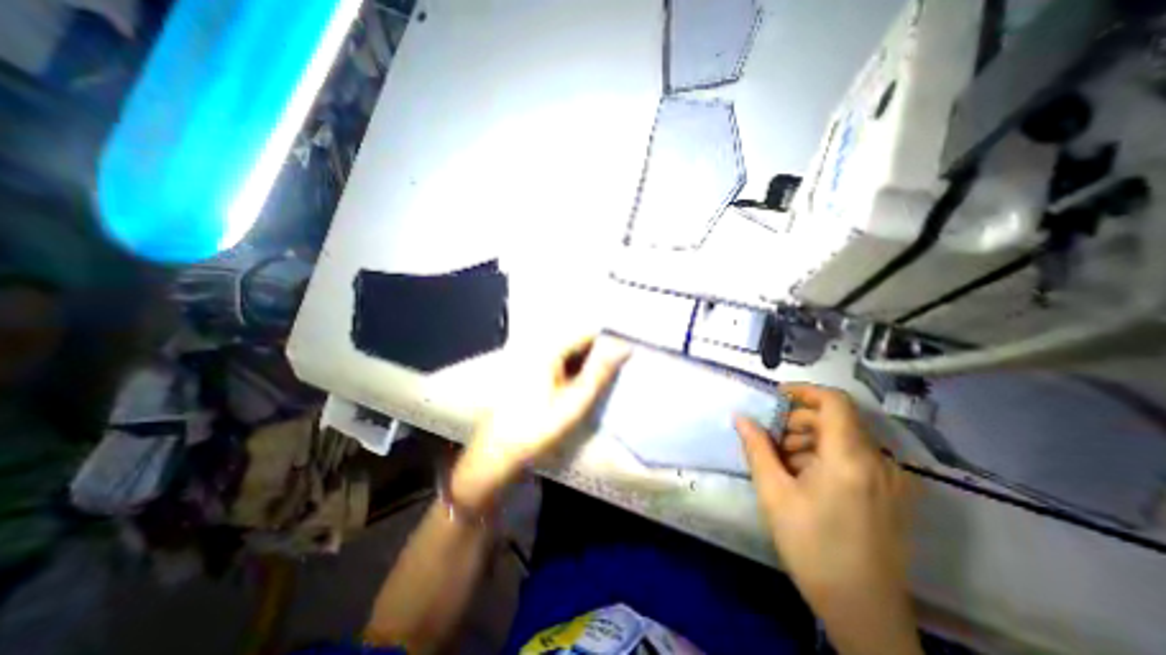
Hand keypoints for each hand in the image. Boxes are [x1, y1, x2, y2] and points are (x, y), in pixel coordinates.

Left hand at [449, 335, 628, 512]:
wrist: (497, 453)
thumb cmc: (536, 429)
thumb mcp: (574, 403)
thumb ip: (599, 373)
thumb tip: (623, 347)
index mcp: (547, 349)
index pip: (587, 331)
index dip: (609, 339)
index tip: (628, 351)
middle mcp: (538, 347)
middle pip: (578, 340)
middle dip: (600, 350)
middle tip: (621, 366)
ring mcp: (533, 358)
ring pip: (571, 351)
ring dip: (589, 360)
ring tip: (607, 375)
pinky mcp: (532, 370)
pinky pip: (560, 361)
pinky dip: (576, 369)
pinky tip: (585, 383)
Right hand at [738, 384, 919, 654]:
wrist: (863, 611)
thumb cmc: (812, 547)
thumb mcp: (774, 493)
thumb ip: (756, 448)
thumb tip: (740, 417)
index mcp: (852, 459)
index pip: (834, 401)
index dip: (803, 391)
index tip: (776, 398)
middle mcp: (880, 462)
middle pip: (836, 420)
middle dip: (798, 423)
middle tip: (771, 441)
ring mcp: (892, 480)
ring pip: (845, 439)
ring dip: (810, 440)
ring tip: (784, 464)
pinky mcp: (893, 494)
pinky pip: (856, 458)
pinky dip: (826, 456)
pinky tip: (806, 479)